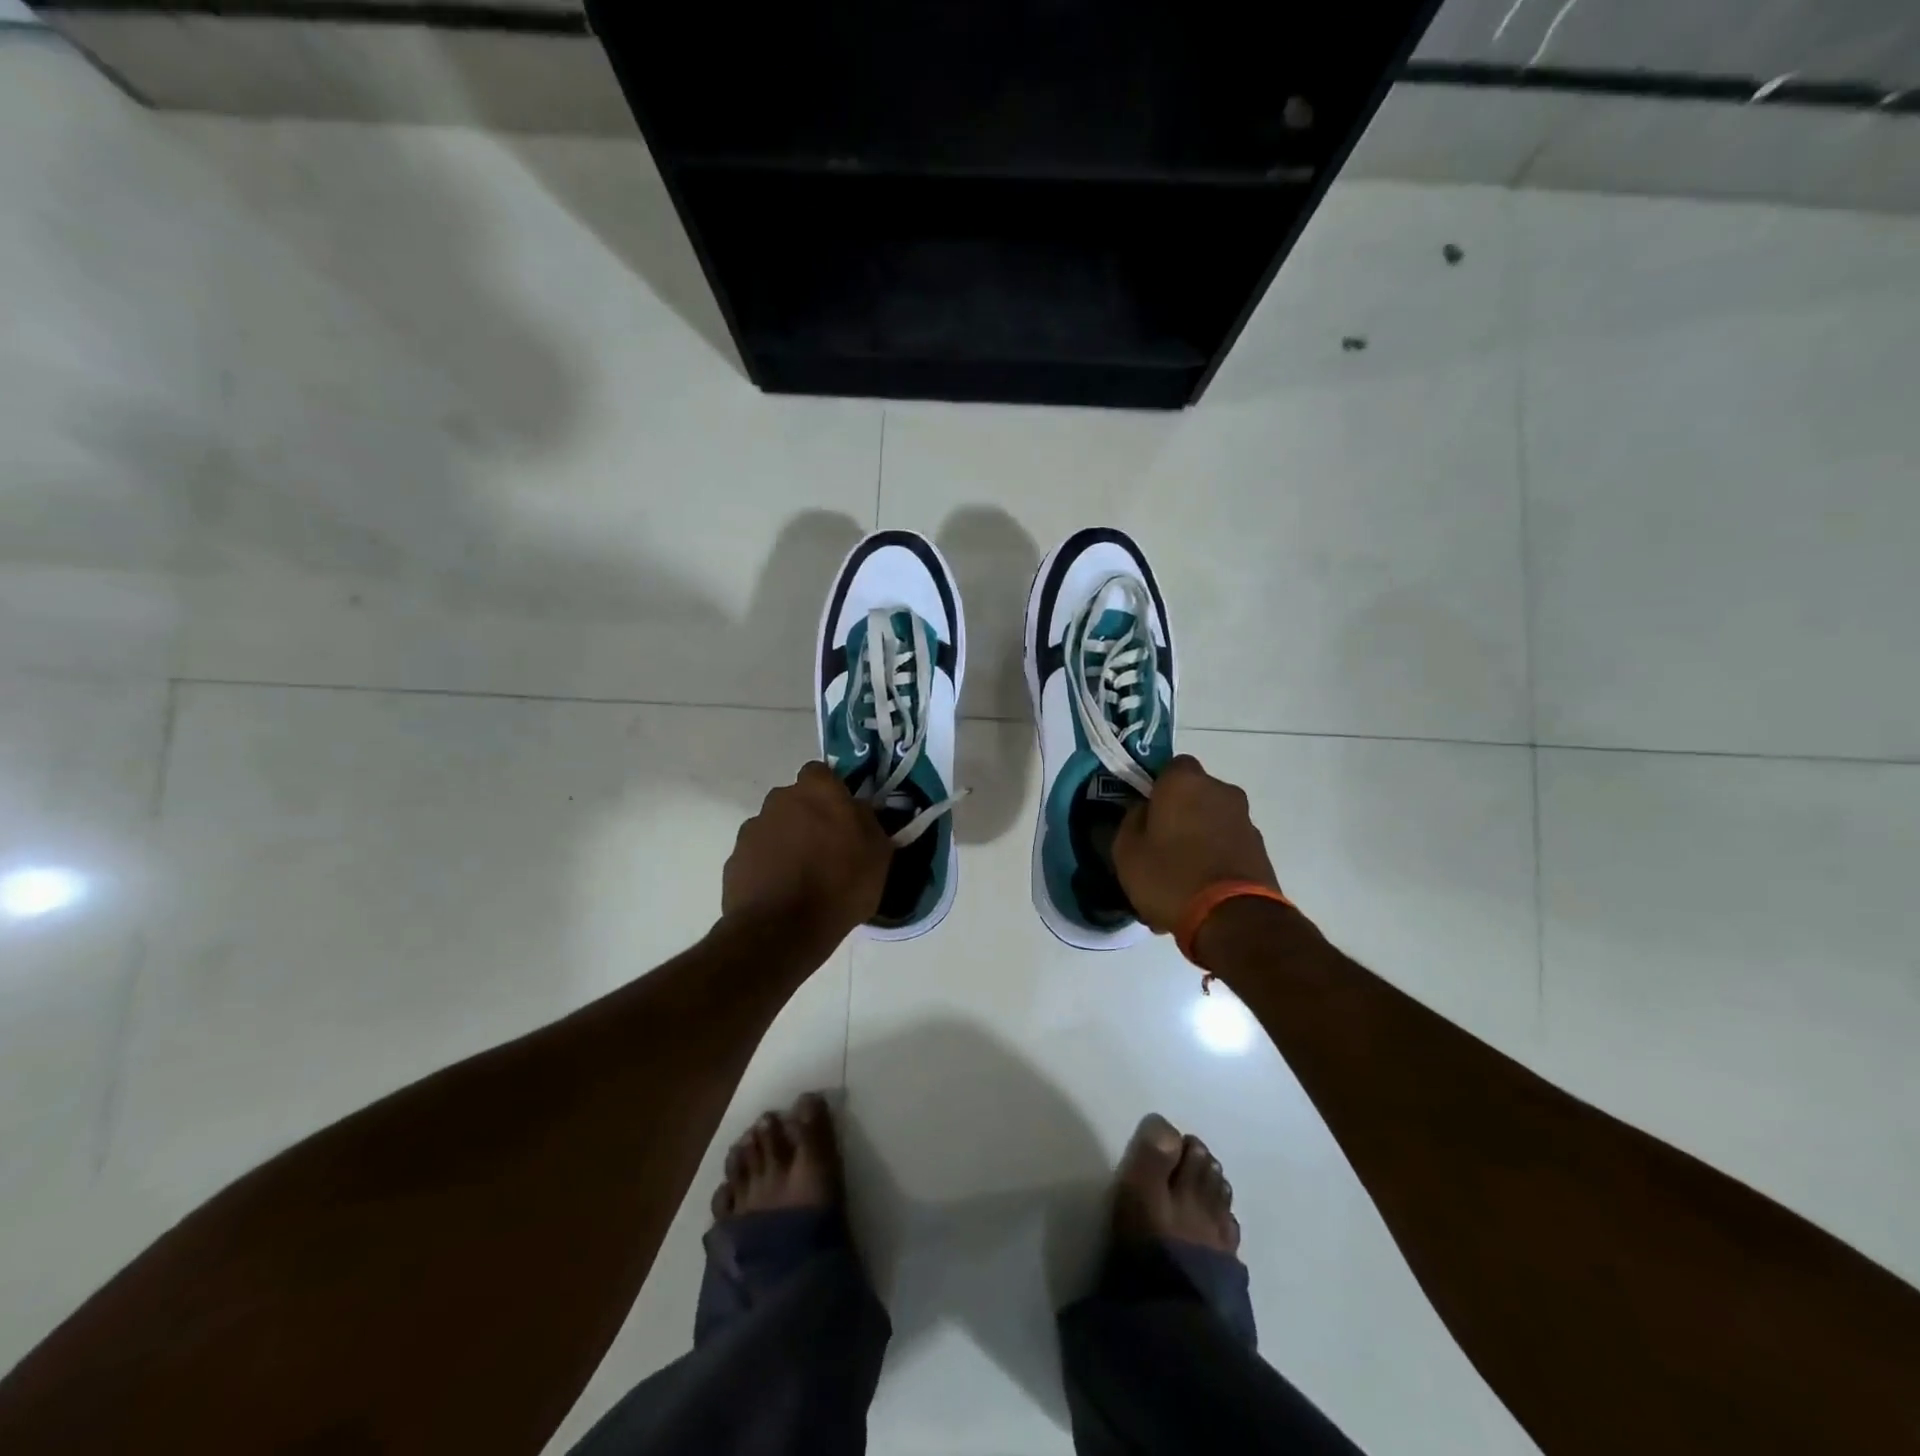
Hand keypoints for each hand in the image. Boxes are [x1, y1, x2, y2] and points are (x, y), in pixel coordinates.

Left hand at [721, 761, 892, 945]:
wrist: (781, 930)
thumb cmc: (840, 885)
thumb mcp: (878, 854)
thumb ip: (868, 821)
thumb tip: (857, 810)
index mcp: (817, 790)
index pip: (822, 773)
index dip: (832, 793)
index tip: (843, 817)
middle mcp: (779, 799)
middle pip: (796, 800)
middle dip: (808, 817)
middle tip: (826, 848)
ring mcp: (752, 828)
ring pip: (775, 827)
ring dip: (787, 842)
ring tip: (802, 877)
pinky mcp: (734, 859)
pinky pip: (758, 855)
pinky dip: (768, 867)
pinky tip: (782, 893)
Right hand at [1112, 755, 1279, 933]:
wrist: (1233, 920)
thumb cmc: (1170, 875)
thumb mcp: (1127, 850)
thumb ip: (1131, 821)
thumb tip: (1144, 811)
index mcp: (1185, 782)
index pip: (1170, 766)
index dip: (1156, 787)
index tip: (1145, 812)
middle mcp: (1221, 791)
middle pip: (1194, 795)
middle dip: (1179, 814)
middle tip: (1159, 846)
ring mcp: (1245, 820)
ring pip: (1211, 823)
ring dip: (1197, 839)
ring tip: (1179, 878)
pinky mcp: (1260, 850)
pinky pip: (1226, 847)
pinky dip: (1214, 861)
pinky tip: (1198, 892)